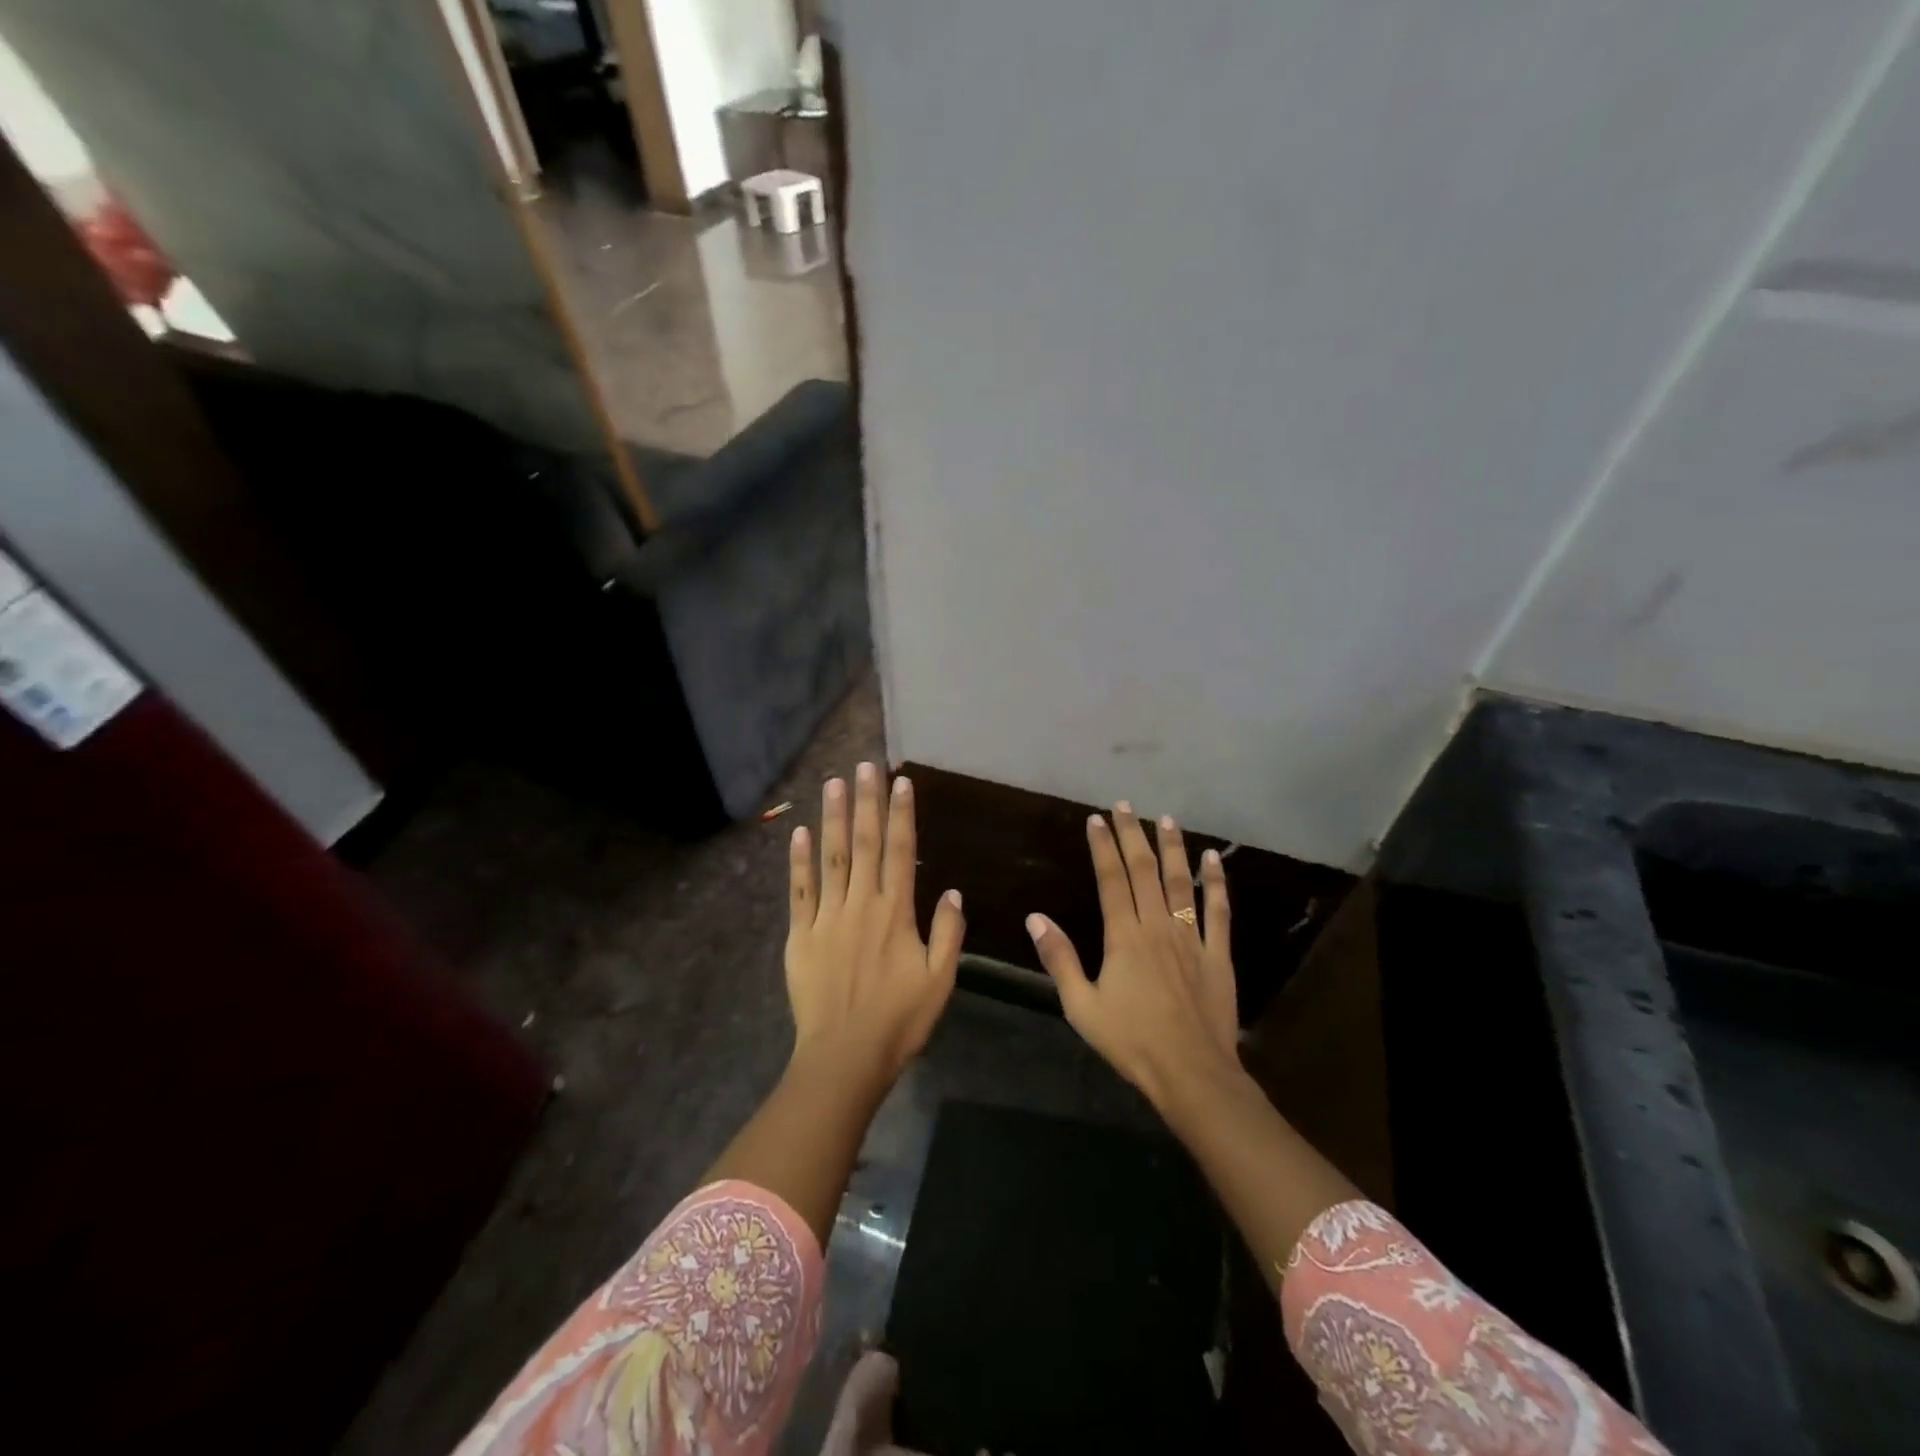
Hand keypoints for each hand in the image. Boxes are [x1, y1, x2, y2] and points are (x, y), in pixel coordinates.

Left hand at [786, 763, 964, 1085]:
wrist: (845, 1057)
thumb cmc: (900, 1020)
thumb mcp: (940, 980)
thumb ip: (947, 932)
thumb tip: (951, 890)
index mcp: (896, 913)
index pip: (900, 851)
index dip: (902, 814)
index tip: (901, 781)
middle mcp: (861, 905)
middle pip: (864, 844)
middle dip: (866, 801)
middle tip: (864, 765)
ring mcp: (827, 917)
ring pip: (831, 858)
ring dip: (833, 818)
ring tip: (834, 782)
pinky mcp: (800, 935)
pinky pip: (799, 891)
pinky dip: (798, 861)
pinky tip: (799, 832)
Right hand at [1026, 803, 1238, 1107]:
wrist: (1192, 1074)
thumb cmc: (1131, 1042)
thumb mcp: (1082, 1006)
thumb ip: (1059, 959)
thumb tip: (1035, 918)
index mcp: (1124, 937)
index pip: (1111, 880)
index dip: (1103, 847)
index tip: (1097, 819)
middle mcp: (1158, 927)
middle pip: (1144, 871)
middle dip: (1133, 835)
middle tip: (1126, 806)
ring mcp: (1192, 939)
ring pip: (1181, 882)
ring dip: (1173, 848)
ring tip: (1166, 819)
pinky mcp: (1218, 955)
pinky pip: (1218, 911)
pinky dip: (1215, 882)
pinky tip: (1213, 859)